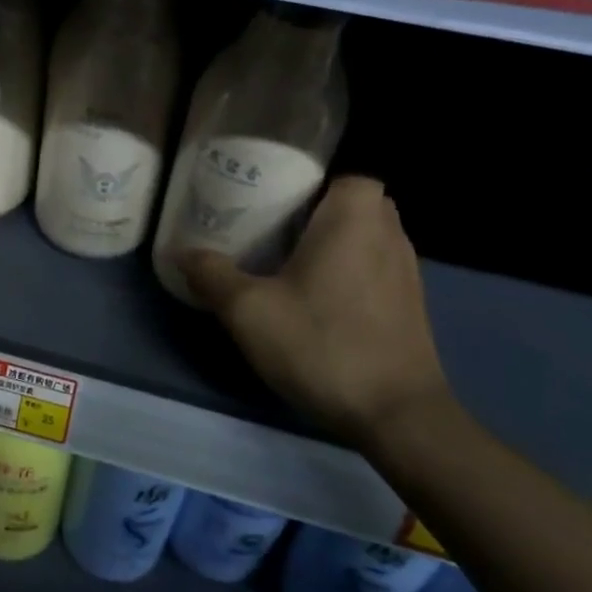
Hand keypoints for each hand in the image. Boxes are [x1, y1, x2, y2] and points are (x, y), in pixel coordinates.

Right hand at [178, 177, 452, 449]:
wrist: (397, 415)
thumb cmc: (322, 344)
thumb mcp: (249, 311)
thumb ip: (212, 275)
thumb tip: (180, 251)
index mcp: (355, 219)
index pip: (345, 176)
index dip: (312, 183)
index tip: (275, 202)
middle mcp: (390, 235)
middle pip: (355, 204)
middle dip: (318, 212)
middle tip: (273, 230)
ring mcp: (407, 272)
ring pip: (368, 238)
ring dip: (335, 244)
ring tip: (289, 264)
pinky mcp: (411, 307)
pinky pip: (376, 269)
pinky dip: (350, 273)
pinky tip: (318, 301)